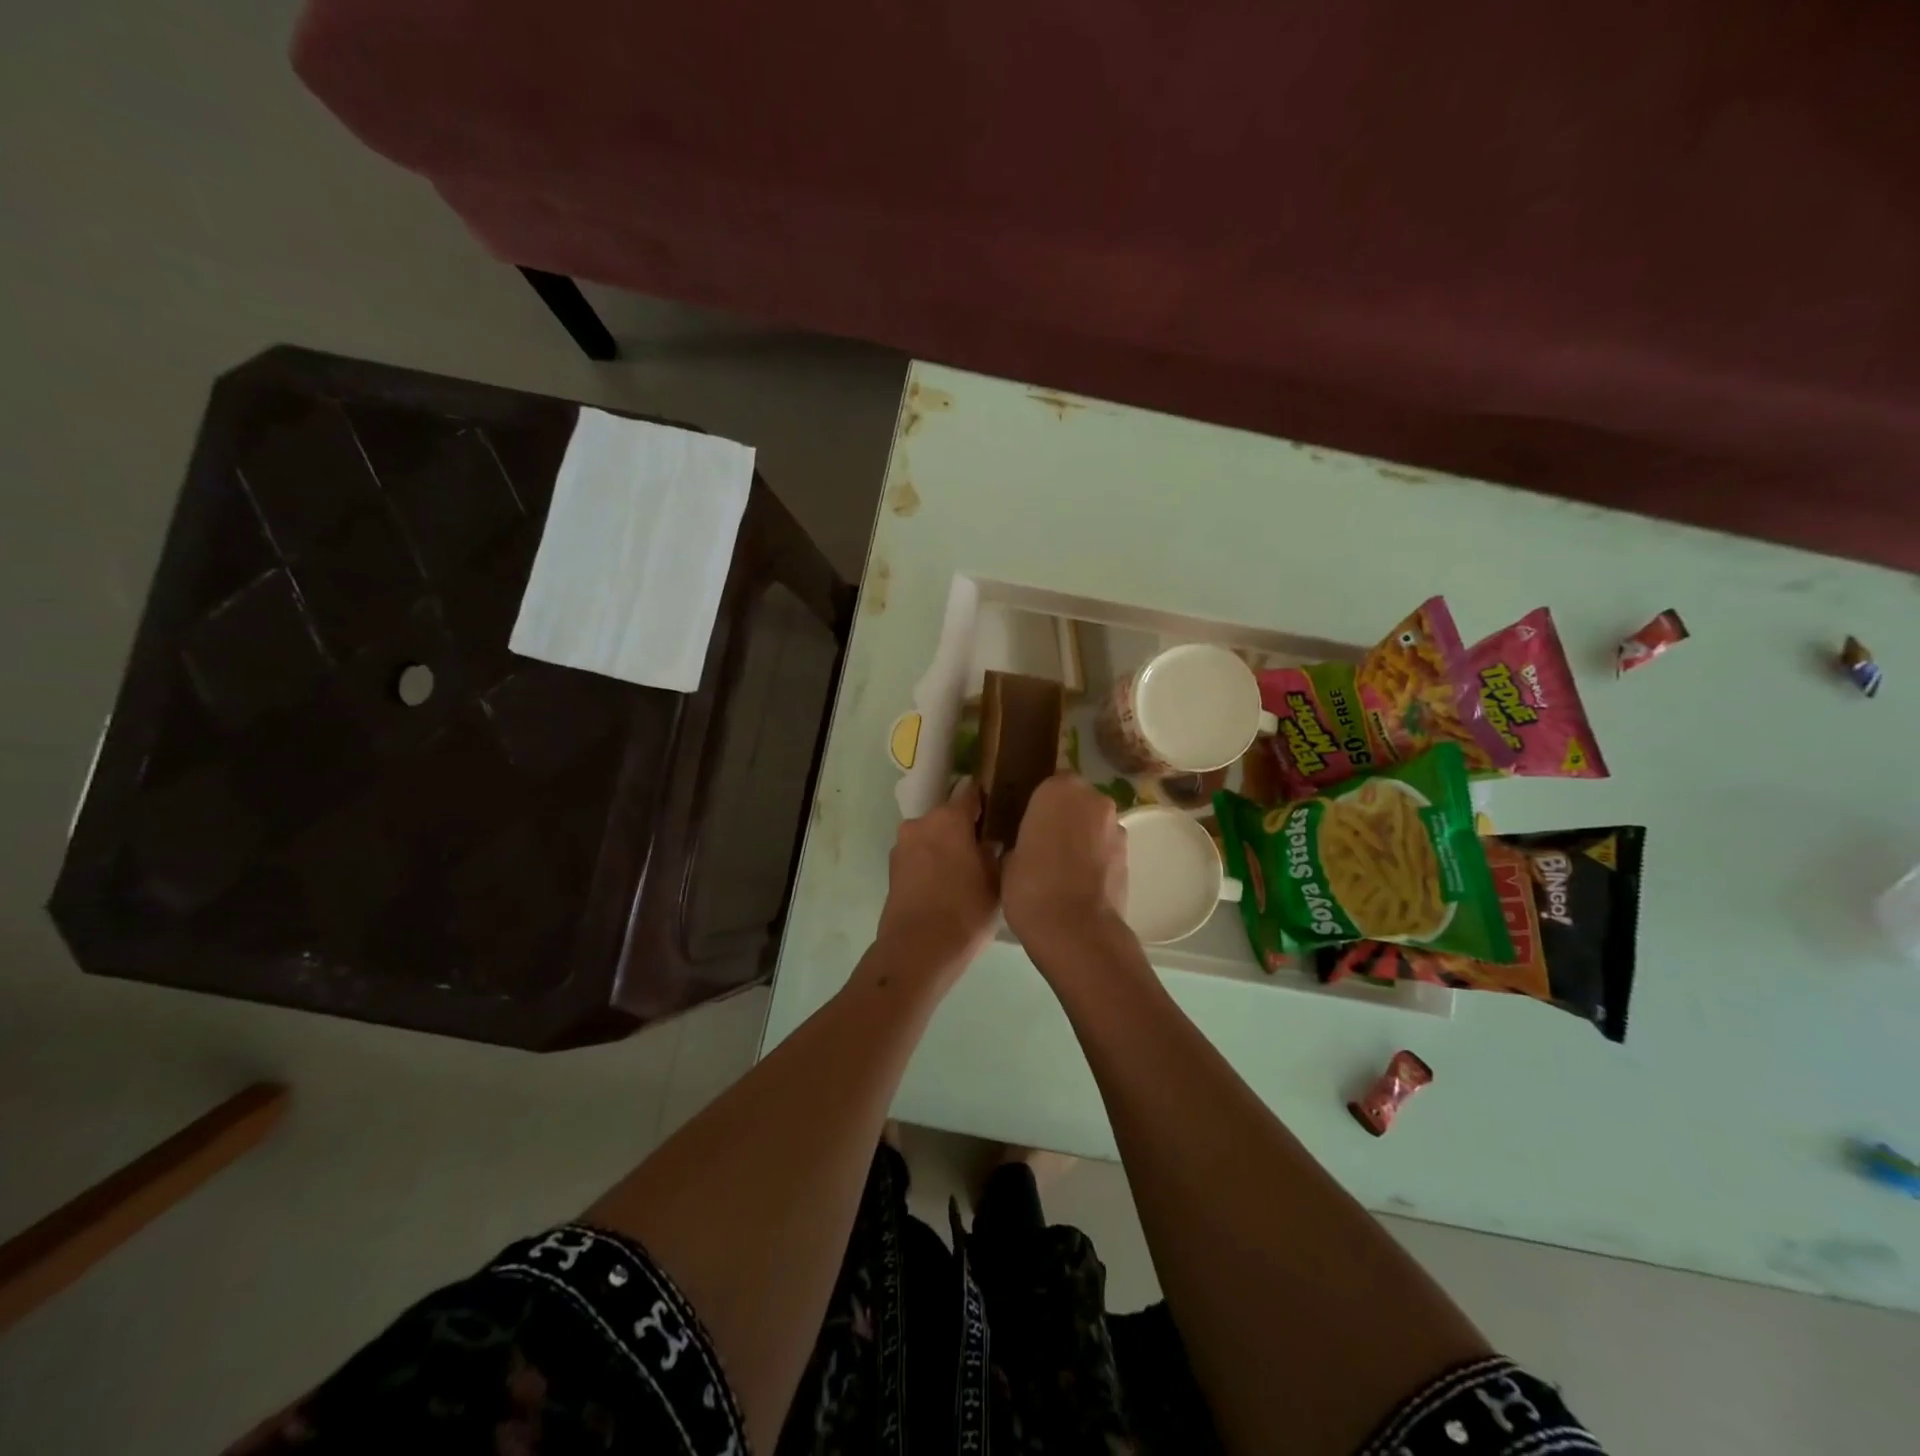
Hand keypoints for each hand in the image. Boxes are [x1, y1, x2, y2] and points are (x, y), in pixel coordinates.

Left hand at [873, 780, 1000, 980]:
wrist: (916, 951)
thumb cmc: (965, 912)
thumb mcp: (996, 882)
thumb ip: (994, 853)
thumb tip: (989, 843)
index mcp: (949, 818)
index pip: (970, 792)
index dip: (985, 801)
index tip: (998, 814)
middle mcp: (921, 823)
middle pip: (948, 815)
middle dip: (964, 828)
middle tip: (985, 850)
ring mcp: (902, 845)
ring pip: (931, 836)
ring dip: (945, 846)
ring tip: (965, 872)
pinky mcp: (892, 869)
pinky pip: (919, 855)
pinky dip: (931, 863)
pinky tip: (946, 886)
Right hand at [1002, 775, 1127, 951]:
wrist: (1077, 931)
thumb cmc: (1032, 886)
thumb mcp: (1008, 857)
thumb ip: (1021, 837)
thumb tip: (1026, 842)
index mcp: (1059, 789)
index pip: (1047, 783)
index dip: (1036, 804)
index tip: (1024, 823)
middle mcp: (1094, 799)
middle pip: (1075, 800)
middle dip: (1062, 817)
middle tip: (1041, 843)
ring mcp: (1116, 827)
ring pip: (1093, 824)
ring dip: (1081, 837)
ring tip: (1060, 867)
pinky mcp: (1129, 855)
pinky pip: (1104, 848)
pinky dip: (1094, 858)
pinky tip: (1077, 882)